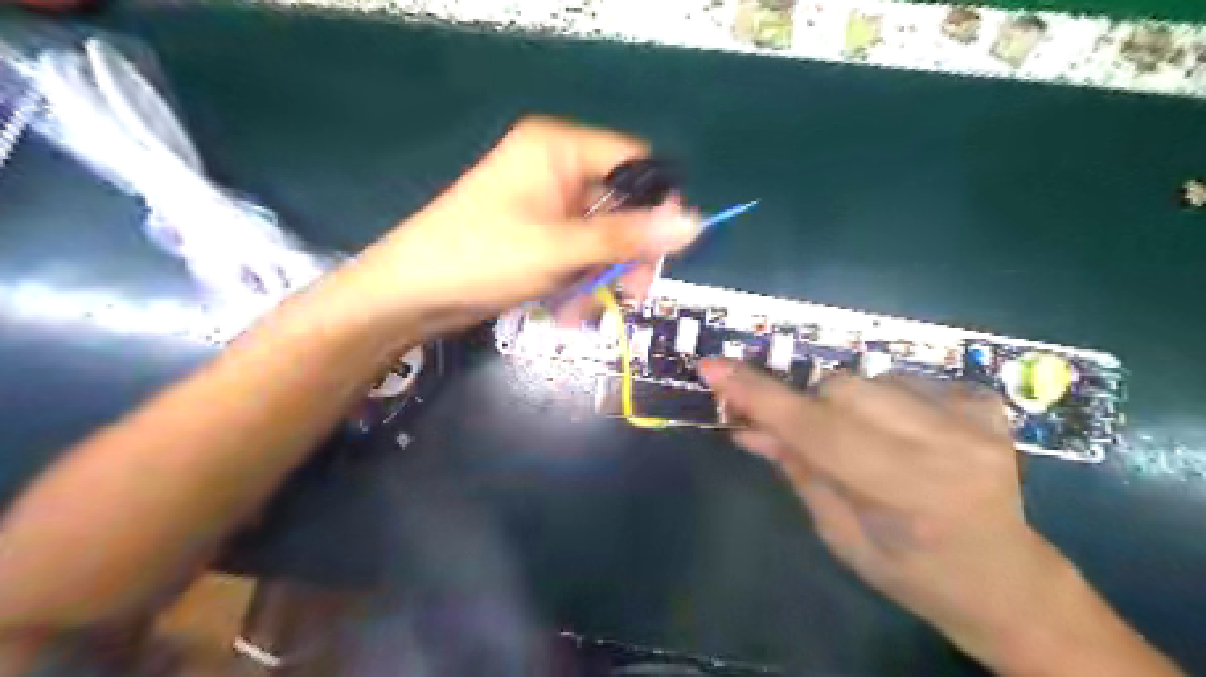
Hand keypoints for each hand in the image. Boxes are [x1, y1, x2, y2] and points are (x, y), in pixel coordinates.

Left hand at [333, 118, 704, 344]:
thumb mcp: (562, 249)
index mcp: (559, 148)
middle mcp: (555, 169)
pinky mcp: (537, 235)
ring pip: (601, 239)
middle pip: (621, 206)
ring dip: (600, 278)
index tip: (666, 249)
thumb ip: (629, 237)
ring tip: (581, 310)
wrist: (410, 295)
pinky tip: (565, 310)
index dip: (658, 204)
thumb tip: (696, 224)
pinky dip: (578, 283)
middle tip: (632, 294)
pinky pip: (578, 255)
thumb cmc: (482, 258)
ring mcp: (545, 204)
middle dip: (625, 255)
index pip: (635, 161)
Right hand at [697, 361, 1085, 671]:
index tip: (713, 368)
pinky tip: (899, 435)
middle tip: (802, 436)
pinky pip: (900, 378)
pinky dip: (882, 400)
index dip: (760, 396)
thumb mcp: (839, 534)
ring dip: (845, 404)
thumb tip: (745, 425)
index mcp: (909, 492)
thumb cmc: (912, 571)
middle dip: (809, 407)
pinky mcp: (984, 399)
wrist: (1006, 578)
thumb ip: (796, 468)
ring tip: (863, 443)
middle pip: (840, 388)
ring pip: (868, 378)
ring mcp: (975, 416)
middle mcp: (948, 443)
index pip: (816, 429)